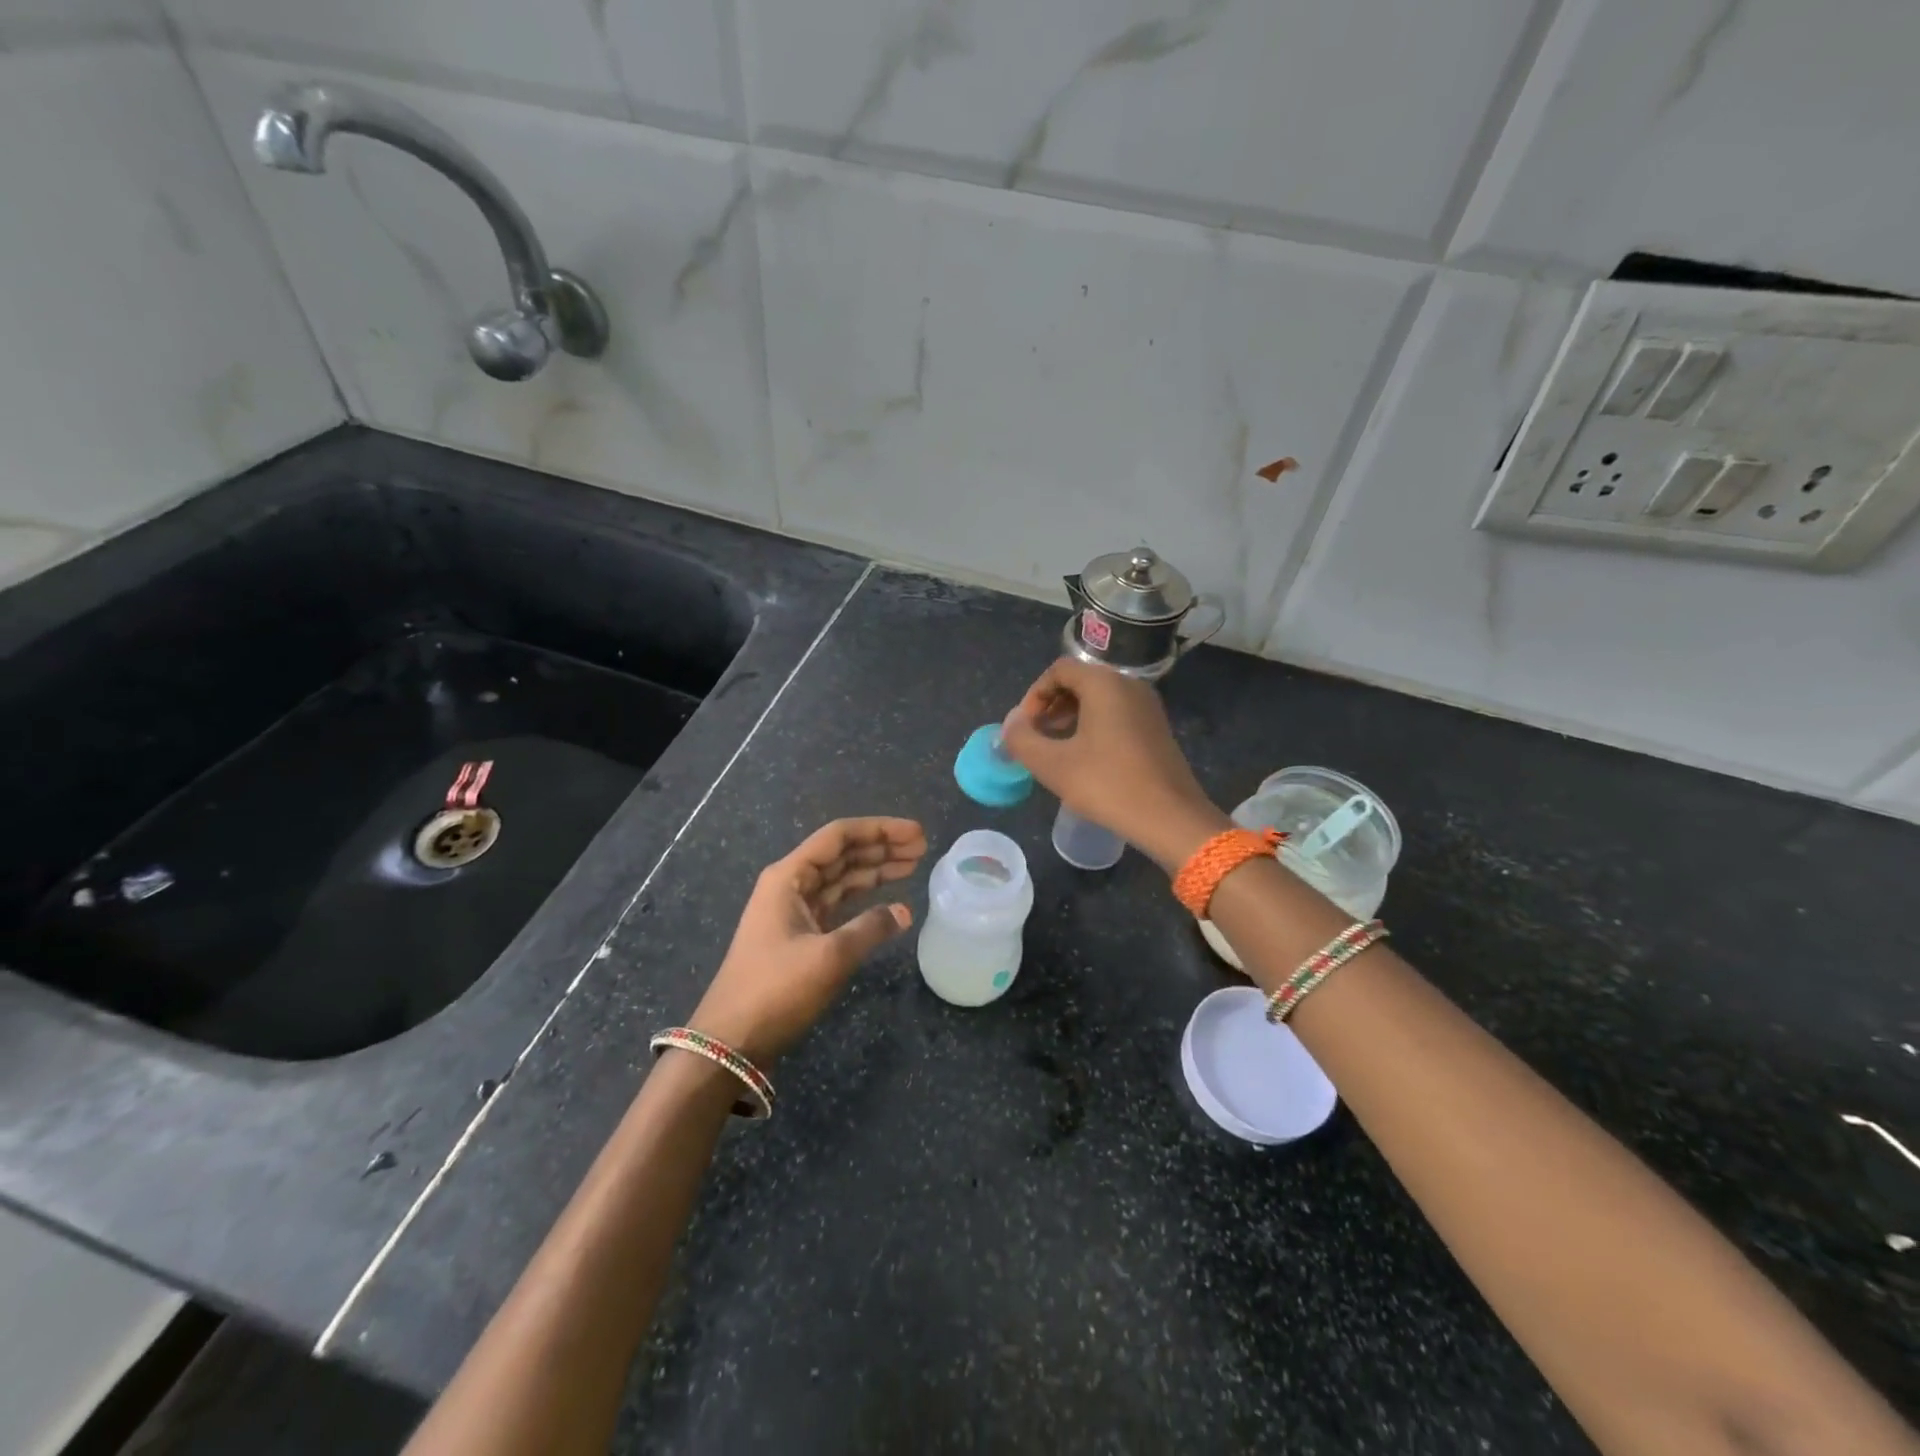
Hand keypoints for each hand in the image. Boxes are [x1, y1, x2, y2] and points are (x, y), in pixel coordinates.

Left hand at [689, 817, 926, 1064]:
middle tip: (923, 847)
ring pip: (842, 879)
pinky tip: (889, 902)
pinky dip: (864, 900)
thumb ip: (871, 928)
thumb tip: (904, 912)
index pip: (839, 836)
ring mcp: (794, 911)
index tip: (916, 833)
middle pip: (843, 854)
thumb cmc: (776, 989)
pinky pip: (838, 905)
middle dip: (882, 847)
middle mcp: (791, 885)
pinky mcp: (799, 936)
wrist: (731, 1041)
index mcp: (789, 876)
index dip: (880, 830)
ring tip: (913, 865)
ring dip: (876, 870)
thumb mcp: (829, 956)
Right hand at [1000, 657, 1228, 870]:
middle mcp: (1129, 685)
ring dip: (1070, 718)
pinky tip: (1084, 760)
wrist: (1171, 818)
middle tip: (1036, 738)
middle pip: (1079, 681)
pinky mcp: (1156, 729)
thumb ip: (1022, 739)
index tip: (1025, 727)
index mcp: (1105, 684)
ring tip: (1055, 750)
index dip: (1034, 695)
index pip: (1059, 670)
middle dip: (1051, 706)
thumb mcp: (1053, 765)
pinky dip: (1093, 727)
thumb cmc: (1108, 784)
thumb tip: (1011, 724)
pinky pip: (1116, 714)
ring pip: (1098, 699)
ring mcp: (1147, 707)